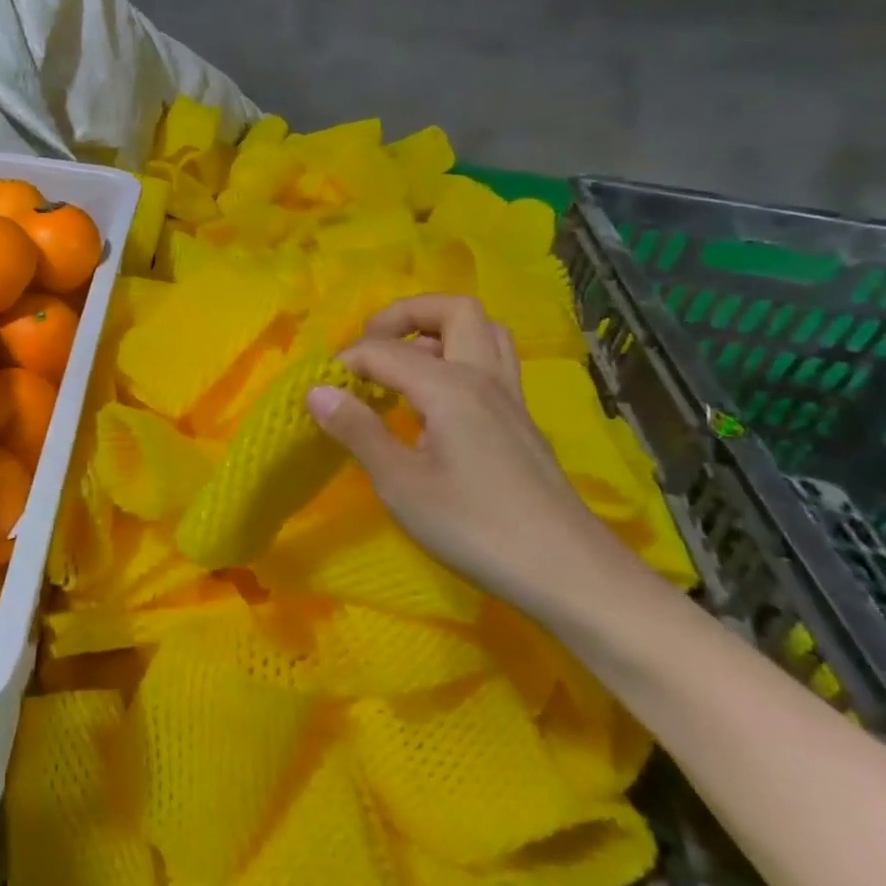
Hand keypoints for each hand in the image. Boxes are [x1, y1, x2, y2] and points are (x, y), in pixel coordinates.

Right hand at [305, 295, 646, 623]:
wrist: (569, 575)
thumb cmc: (475, 528)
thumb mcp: (401, 484)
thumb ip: (357, 430)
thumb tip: (316, 391)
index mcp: (450, 386)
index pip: (383, 350)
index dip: (345, 363)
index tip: (320, 392)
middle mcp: (484, 377)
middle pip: (452, 310)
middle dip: (404, 316)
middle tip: (371, 350)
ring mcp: (509, 399)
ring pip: (482, 332)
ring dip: (438, 333)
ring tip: (403, 367)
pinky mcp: (521, 423)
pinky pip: (491, 364)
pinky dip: (458, 361)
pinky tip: (435, 405)